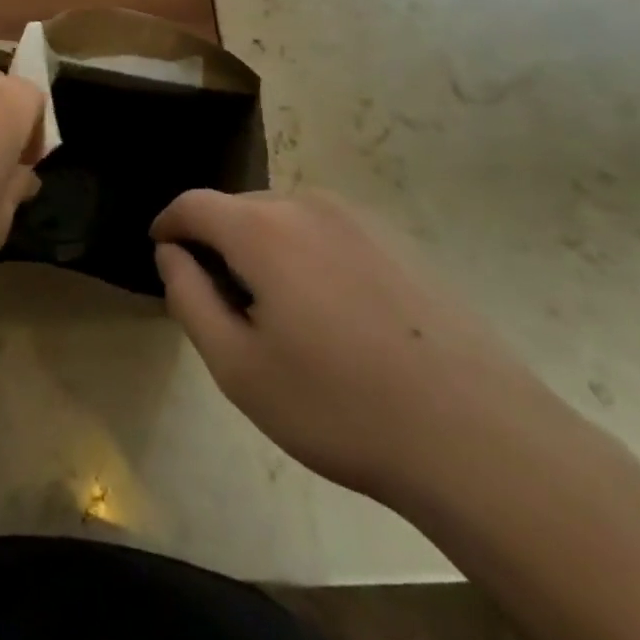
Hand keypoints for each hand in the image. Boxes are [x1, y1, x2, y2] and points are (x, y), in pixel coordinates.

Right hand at [152, 190, 584, 509]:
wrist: (478, 436)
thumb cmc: (340, 406)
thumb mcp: (239, 367)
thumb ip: (189, 298)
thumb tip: (171, 254)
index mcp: (262, 228)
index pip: (194, 204)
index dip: (169, 223)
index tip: (160, 248)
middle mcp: (307, 204)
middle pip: (240, 208)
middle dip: (218, 240)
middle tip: (221, 299)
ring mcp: (358, 217)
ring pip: (286, 217)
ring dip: (264, 246)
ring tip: (277, 309)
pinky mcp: (397, 239)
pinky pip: (329, 231)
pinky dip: (308, 253)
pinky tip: (333, 312)